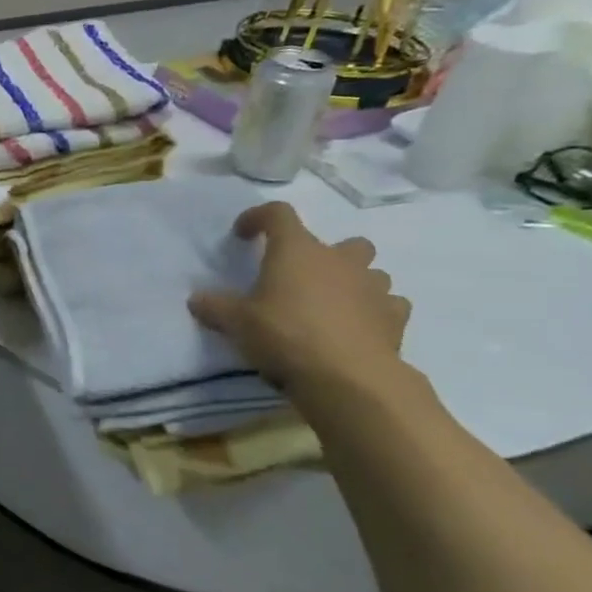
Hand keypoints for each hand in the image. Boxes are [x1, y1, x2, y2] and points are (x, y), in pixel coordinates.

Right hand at [188, 202, 410, 395]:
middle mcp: (340, 260)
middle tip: (300, 280)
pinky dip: (373, 311)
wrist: (347, 377)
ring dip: (352, 282)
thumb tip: (195, 299)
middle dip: (324, 256)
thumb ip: (215, 307)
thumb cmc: (285, 336)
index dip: (258, 218)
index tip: (243, 234)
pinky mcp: (395, 317)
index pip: (278, 214)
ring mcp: (374, 287)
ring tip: (329, 306)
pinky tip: (356, 328)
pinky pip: (388, 304)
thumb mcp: (236, 323)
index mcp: (297, 251)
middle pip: (341, 242)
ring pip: (370, 272)